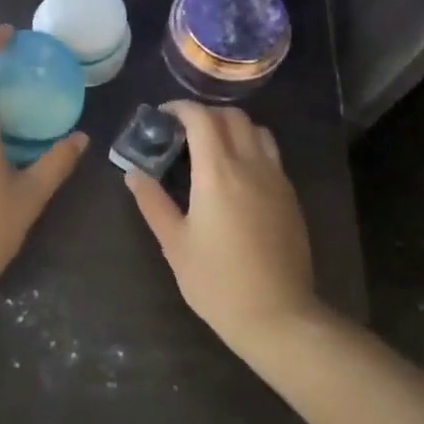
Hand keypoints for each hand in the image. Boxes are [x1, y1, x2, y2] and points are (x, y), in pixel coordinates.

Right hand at [124, 101, 321, 356]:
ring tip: (212, 148)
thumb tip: (133, 174)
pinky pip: (271, 155)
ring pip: (257, 131)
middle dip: (205, 114)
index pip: (201, 118)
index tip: (161, 116)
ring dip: (232, 127)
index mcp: (218, 172)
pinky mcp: (290, 197)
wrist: (278, 315)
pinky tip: (236, 176)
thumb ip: (152, 202)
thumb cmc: (217, 281)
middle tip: (182, 132)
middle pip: (232, 117)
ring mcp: (276, 179)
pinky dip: (251, 147)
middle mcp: (251, 165)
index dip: (180, 108)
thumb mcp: (174, 243)